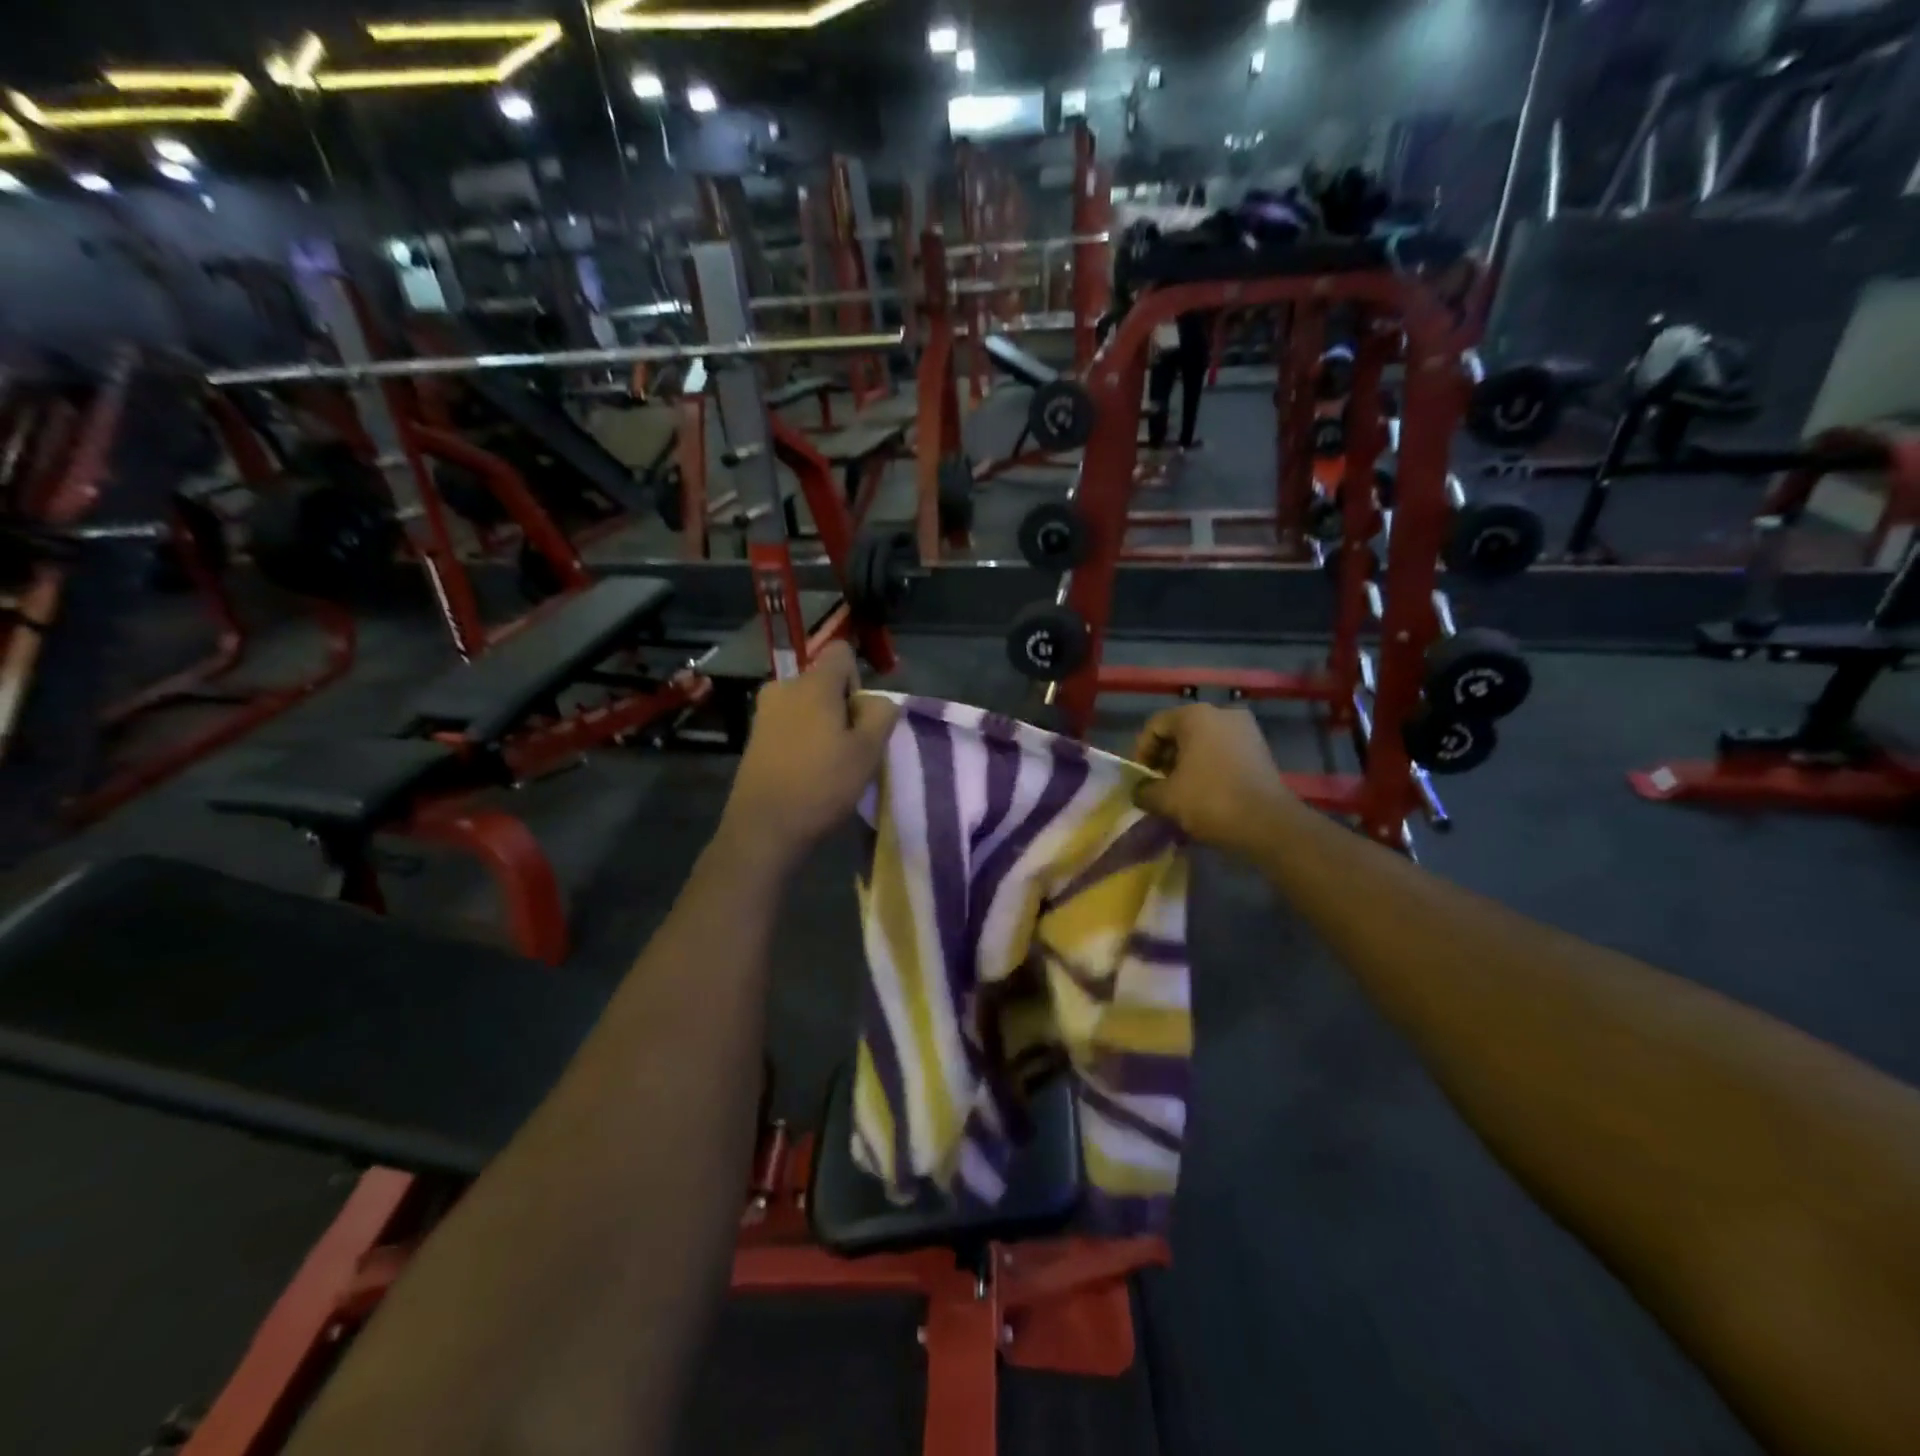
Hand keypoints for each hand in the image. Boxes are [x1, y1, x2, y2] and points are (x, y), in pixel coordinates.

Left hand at [718, 642, 898, 870]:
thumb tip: (877, 701)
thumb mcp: (868, 751)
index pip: (842, 652)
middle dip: (841, 707)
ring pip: (807, 706)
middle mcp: (783, 687)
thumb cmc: (822, 785)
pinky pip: (789, 725)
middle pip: (824, 682)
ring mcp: (764, 713)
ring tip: (829, 764)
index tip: (859, 716)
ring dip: (822, 726)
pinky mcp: (754, 738)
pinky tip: (807, 773)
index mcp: (812, 683)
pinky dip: (802, 740)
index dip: (858, 679)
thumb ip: (880, 714)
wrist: (764, 828)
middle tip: (850, 747)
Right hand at [1131, 704, 1296, 852]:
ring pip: (1203, 742)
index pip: (1156, 726)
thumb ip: (1144, 791)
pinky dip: (1209, 768)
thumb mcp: (1166, 799)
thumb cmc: (1210, 800)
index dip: (1142, 752)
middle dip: (1165, 758)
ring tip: (1180, 792)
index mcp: (1196, 715)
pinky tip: (1204, 793)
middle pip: (1180, 731)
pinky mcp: (1260, 749)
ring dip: (1186, 764)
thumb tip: (1140, 792)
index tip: (1141, 779)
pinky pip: (1223, 752)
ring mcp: (1246, 730)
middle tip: (1158, 786)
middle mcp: (1222, 713)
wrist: (1269, 823)